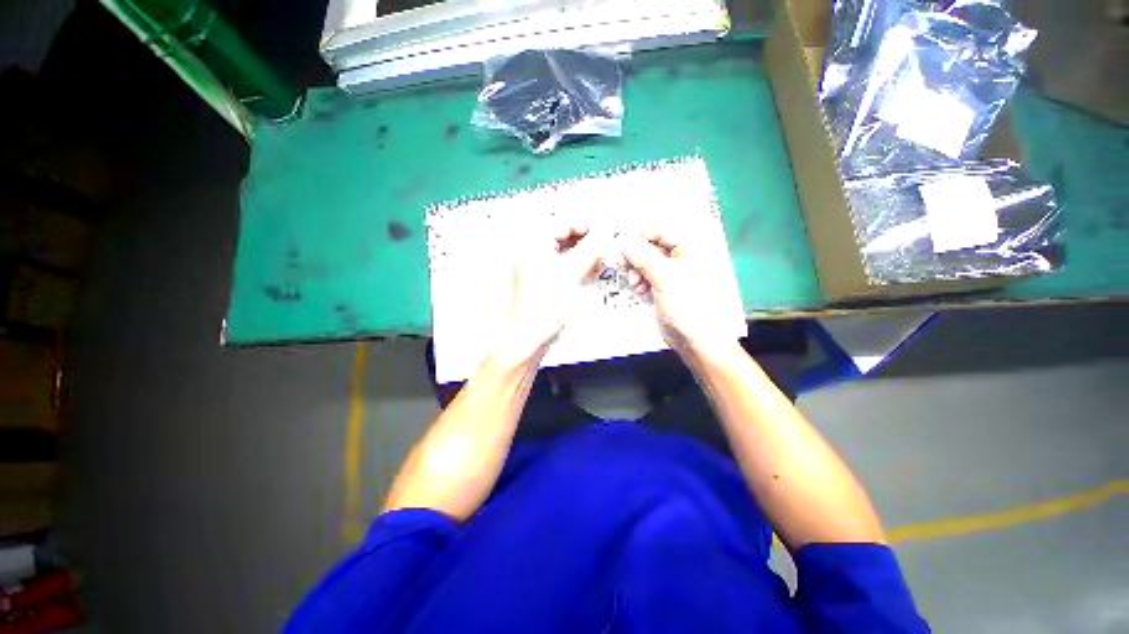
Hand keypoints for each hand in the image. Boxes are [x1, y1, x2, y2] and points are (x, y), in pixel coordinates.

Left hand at [498, 225, 602, 363]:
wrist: (530, 335)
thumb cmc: (540, 308)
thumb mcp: (572, 273)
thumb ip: (589, 250)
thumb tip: (601, 237)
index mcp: (531, 243)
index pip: (563, 223)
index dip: (585, 227)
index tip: (601, 233)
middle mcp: (529, 251)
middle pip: (563, 236)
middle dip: (585, 242)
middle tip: (601, 248)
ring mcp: (533, 266)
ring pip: (563, 251)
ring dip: (582, 254)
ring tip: (596, 261)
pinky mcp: (539, 279)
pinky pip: (560, 264)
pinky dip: (574, 266)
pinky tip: (586, 271)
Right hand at [622, 230, 741, 357]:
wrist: (696, 339)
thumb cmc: (686, 305)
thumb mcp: (663, 277)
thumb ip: (643, 256)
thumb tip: (624, 241)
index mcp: (692, 247)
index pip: (661, 230)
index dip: (640, 238)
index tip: (623, 248)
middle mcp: (685, 256)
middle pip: (653, 246)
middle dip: (637, 258)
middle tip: (626, 267)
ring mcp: (676, 272)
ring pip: (648, 262)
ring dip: (637, 271)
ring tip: (635, 284)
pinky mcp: (668, 286)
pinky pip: (650, 276)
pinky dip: (642, 281)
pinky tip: (640, 291)